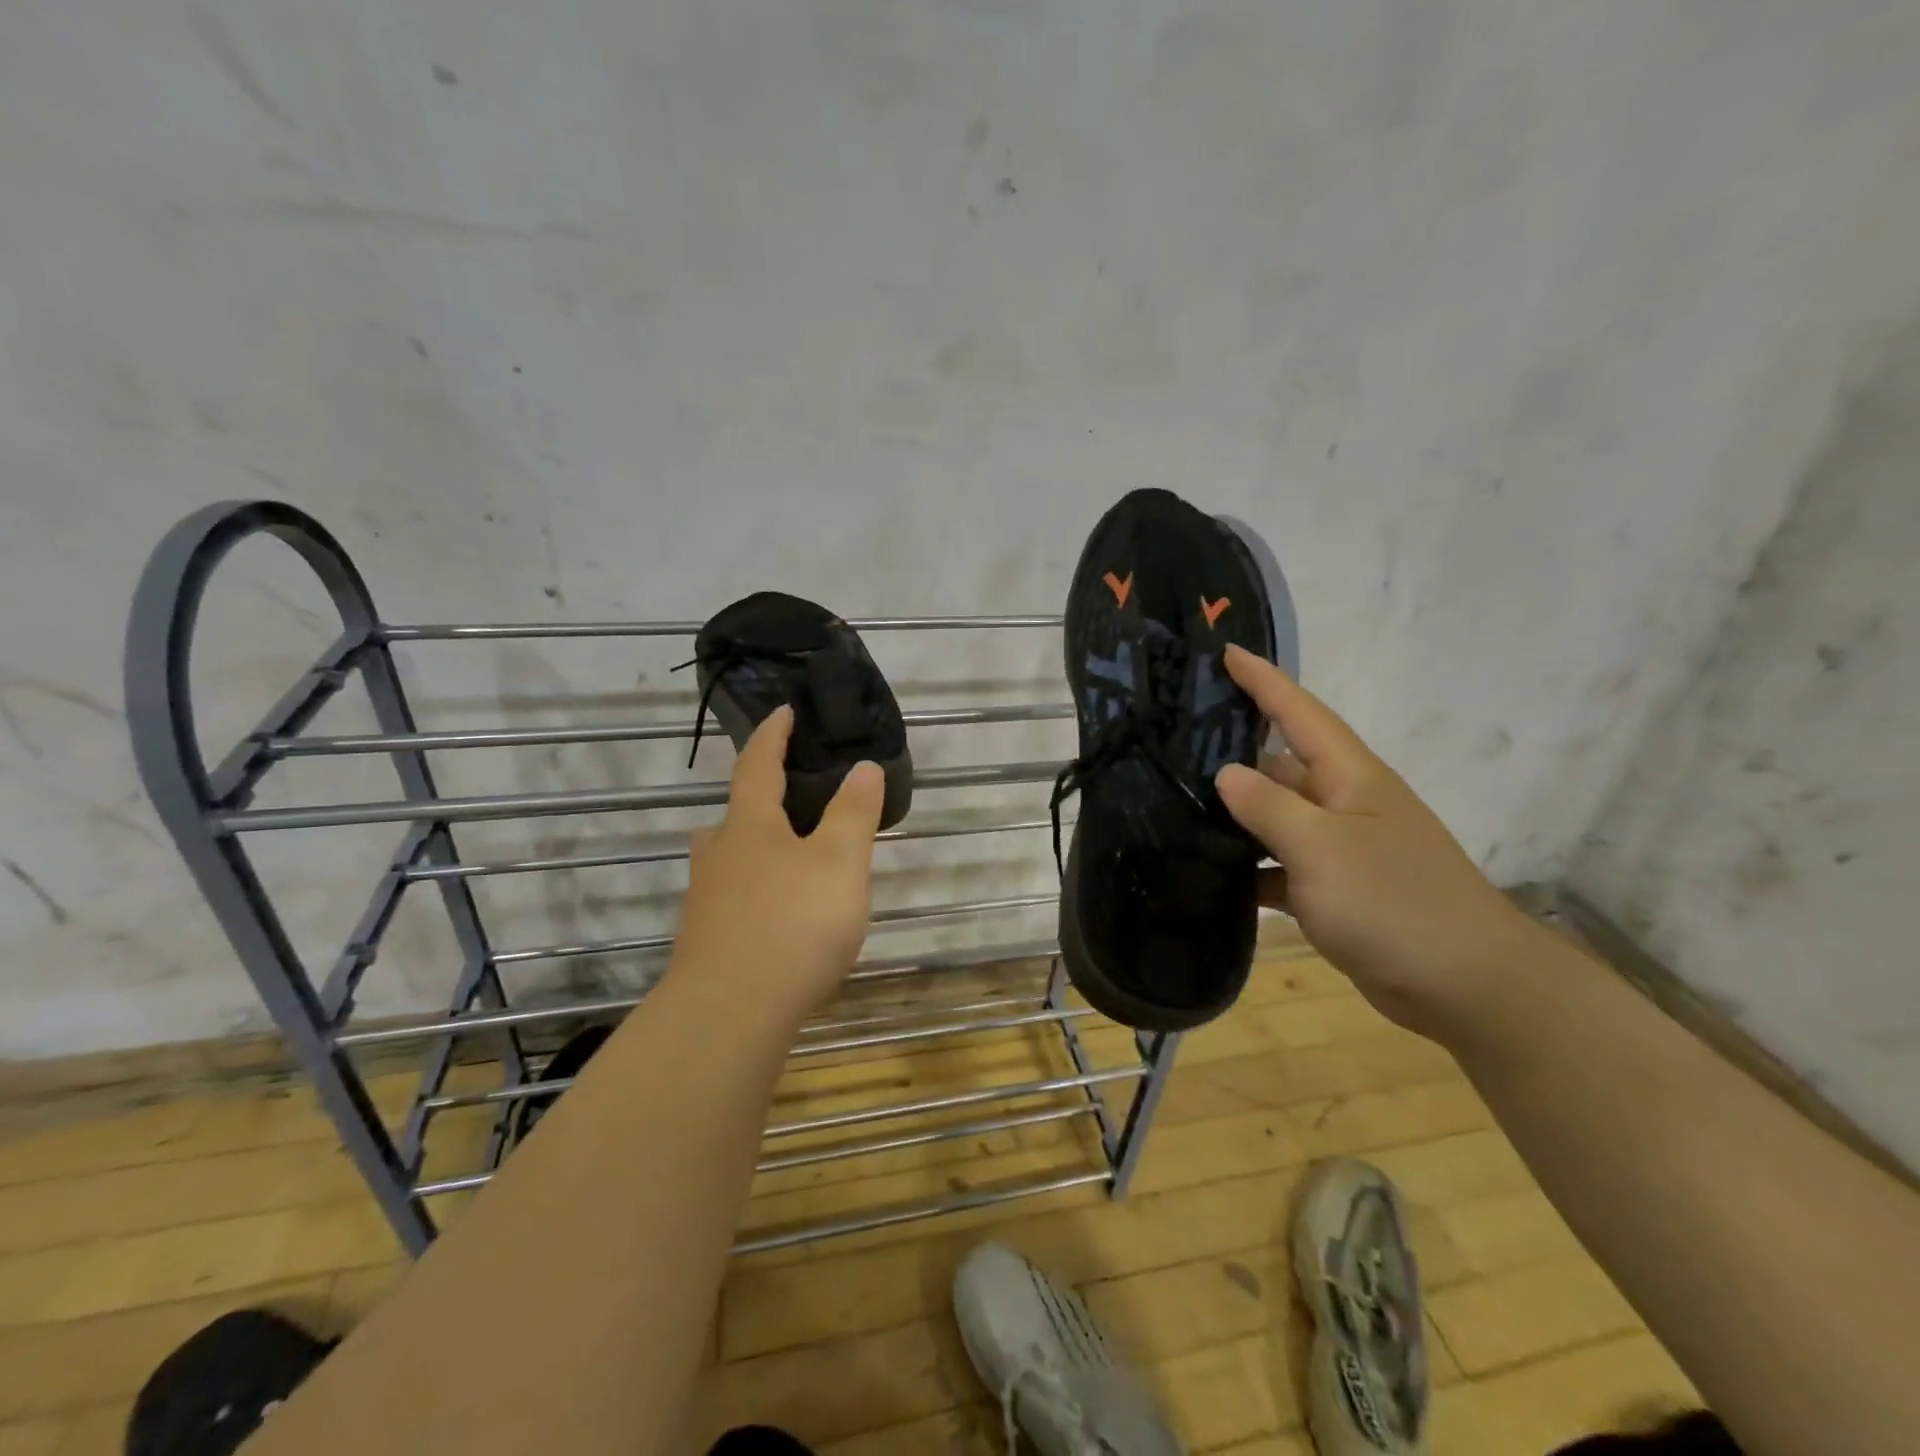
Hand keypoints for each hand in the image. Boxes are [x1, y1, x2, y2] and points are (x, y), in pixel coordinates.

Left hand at [672, 706, 884, 1023]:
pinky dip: (755, 891)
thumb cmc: (791, 925)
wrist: (729, 1016)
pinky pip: (732, 900)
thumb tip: (864, 766)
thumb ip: (853, 813)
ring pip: (728, 860)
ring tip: (786, 856)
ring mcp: (707, 903)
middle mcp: (720, 857)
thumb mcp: (839, 862)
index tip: (784, 712)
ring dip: (752, 848)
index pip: (758, 765)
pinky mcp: (707, 944)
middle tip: (789, 797)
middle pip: (733, 815)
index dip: (773, 735)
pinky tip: (778, 916)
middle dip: (758, 798)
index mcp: (751, 826)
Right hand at [1212, 645, 1536, 1040]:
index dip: (1263, 680)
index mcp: (1349, 777)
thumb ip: (1269, 806)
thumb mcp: (1322, 848)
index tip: (1224, 651)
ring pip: (1275, 818)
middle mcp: (1343, 803)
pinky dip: (1250, 869)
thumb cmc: (1395, 902)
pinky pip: (1280, 866)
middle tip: (1171, 742)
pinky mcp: (1334, 890)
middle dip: (1232, 750)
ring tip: (1174, 806)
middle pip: (1280, 763)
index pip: (1299, 712)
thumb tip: (1226, 772)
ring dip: (1235, 815)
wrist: (1467, 987)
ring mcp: (1340, 849)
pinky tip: (1210, 875)